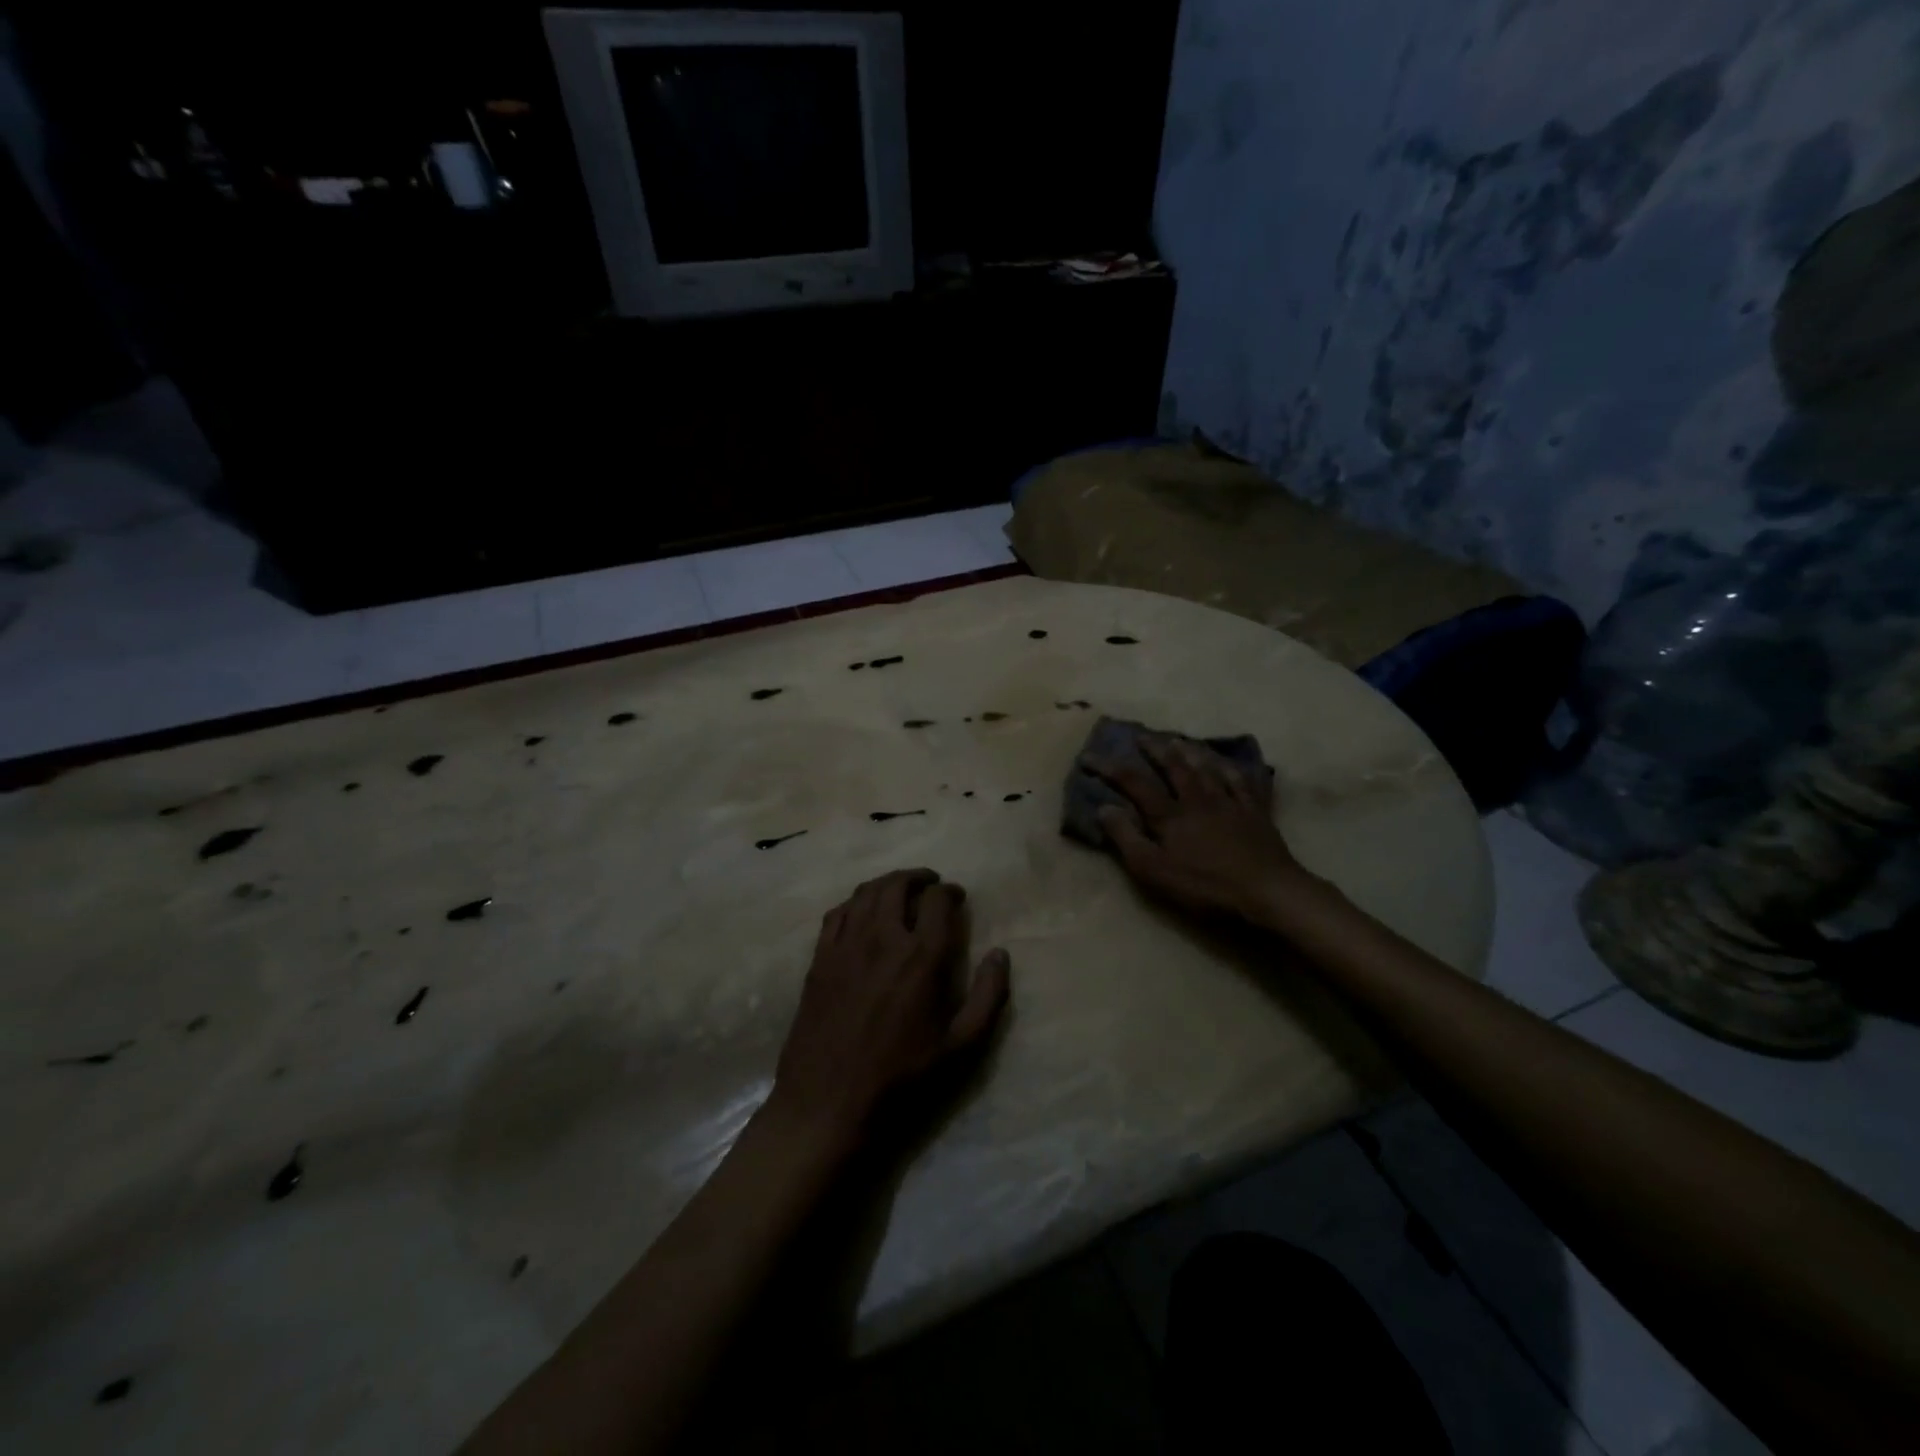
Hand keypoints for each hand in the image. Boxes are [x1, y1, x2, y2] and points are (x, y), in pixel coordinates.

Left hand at [769, 869, 1009, 1153]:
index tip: (957, 898)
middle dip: (918, 878)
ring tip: (899, 889)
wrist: (828, 1103)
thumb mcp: (961, 1047)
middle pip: (898, 885)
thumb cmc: (901, 1078)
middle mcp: (882, 938)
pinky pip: (837, 913)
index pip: (937, 901)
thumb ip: (988, 996)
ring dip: (887, 883)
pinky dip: (855, 901)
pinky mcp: (819, 958)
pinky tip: (862, 911)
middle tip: (930, 884)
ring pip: (866, 892)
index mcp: (921, 957)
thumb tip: (1000, 954)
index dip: (950, 892)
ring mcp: (846, 945)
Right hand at [1091, 735, 1305, 921]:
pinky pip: (1241, 781)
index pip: (1134, 783)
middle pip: (1173, 766)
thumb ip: (1126, 838)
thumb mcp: (1153, 870)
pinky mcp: (1255, 812)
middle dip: (1154, 749)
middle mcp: (1197, 799)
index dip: (1109, 768)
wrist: (1266, 890)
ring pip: (1206, 767)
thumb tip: (1104, 807)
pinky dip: (1230, 768)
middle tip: (1141, 736)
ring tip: (1178, 739)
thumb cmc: (1204, 885)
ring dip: (1189, 751)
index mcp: (1170, 815)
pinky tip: (1226, 763)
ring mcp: (1229, 802)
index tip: (1089, 756)